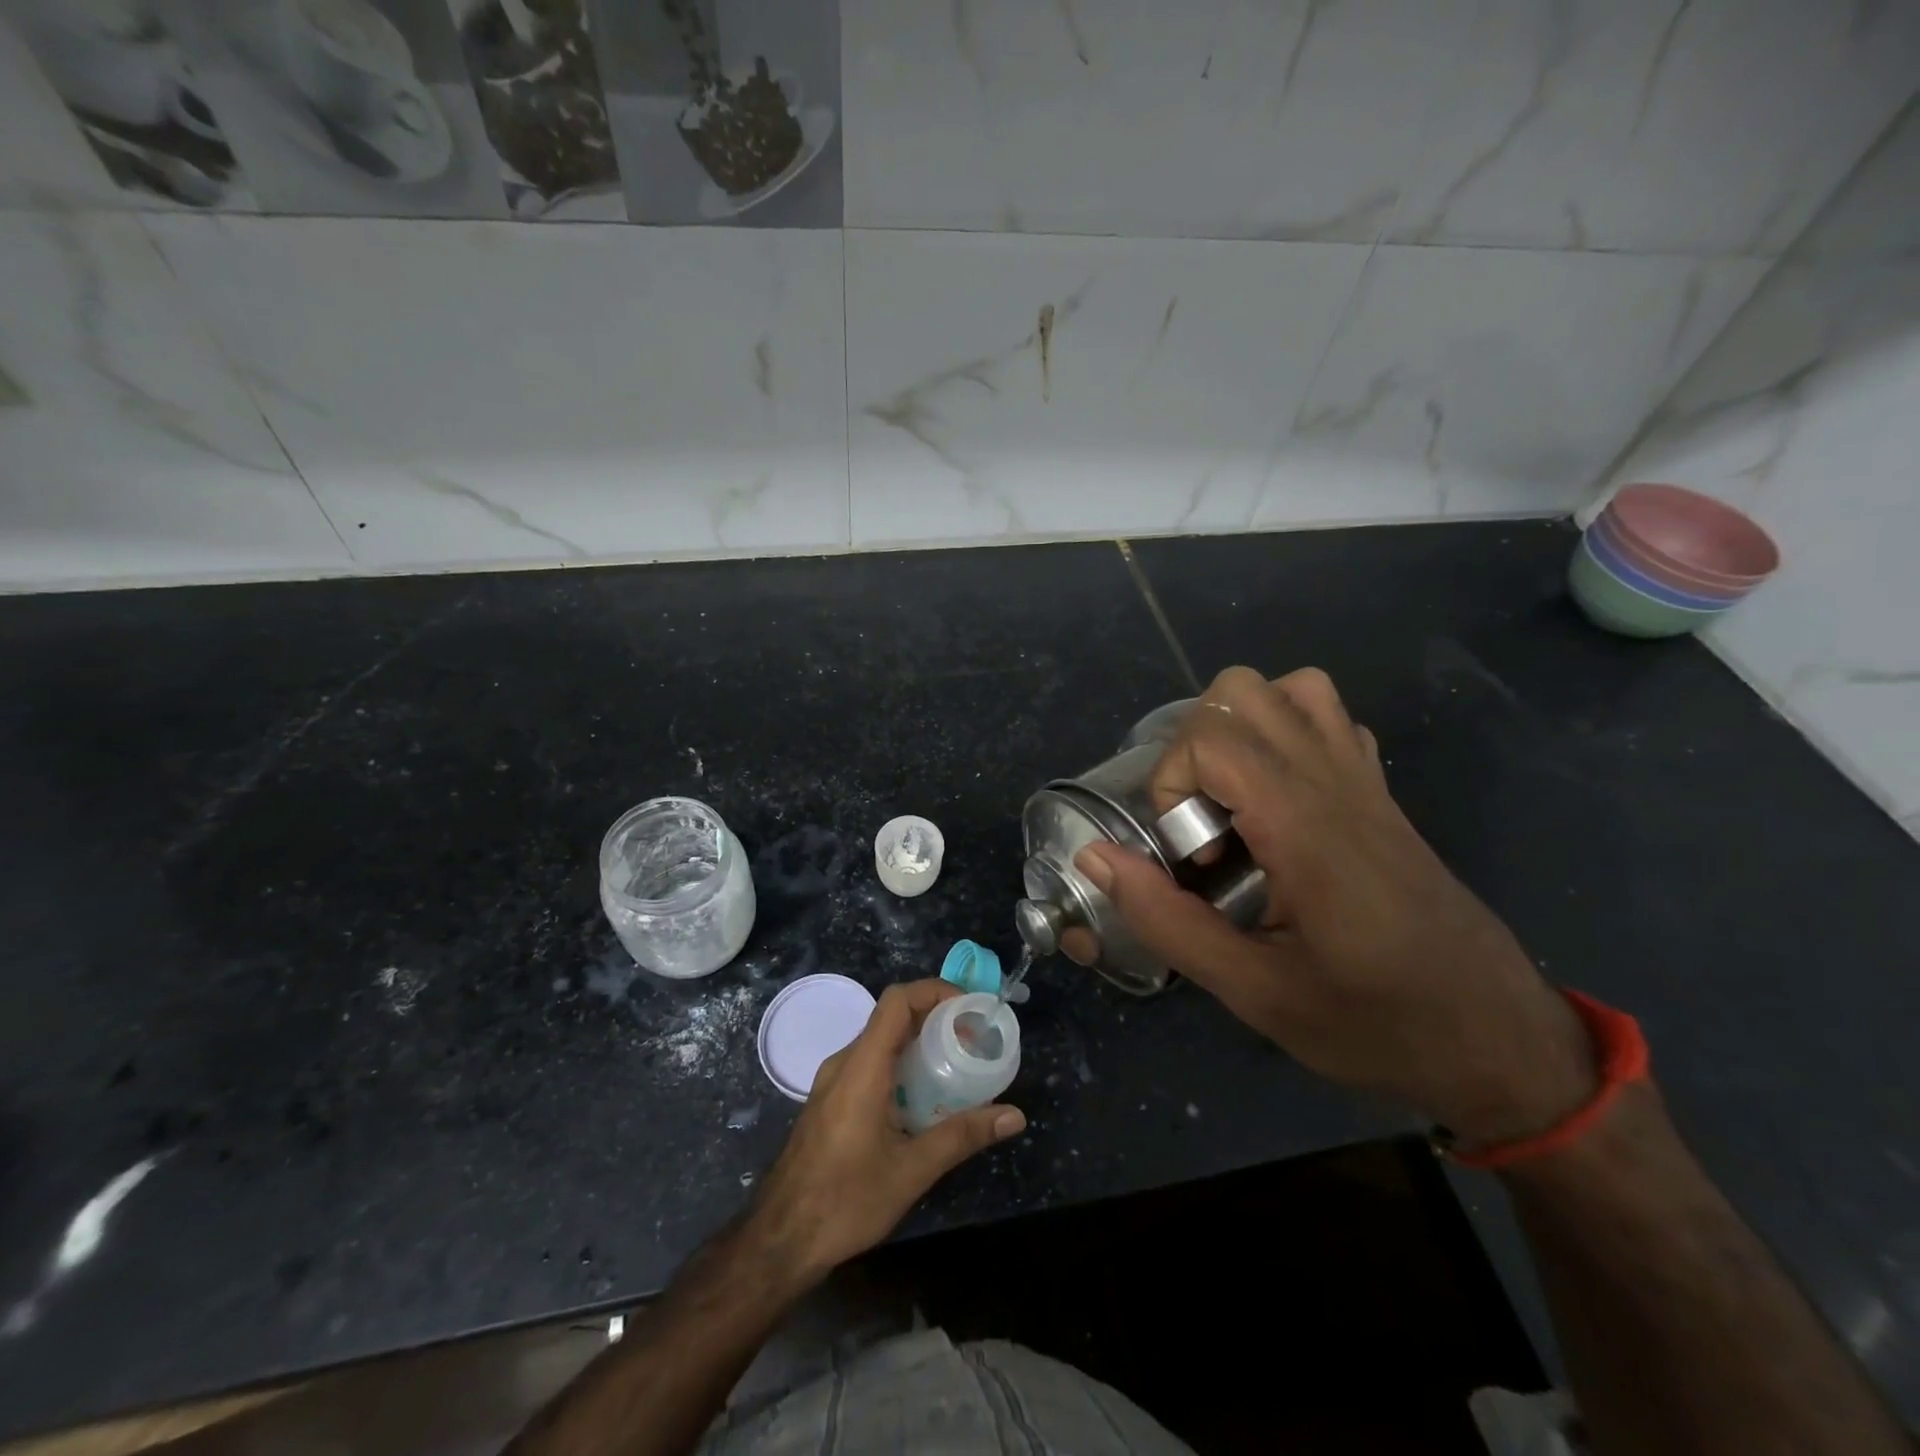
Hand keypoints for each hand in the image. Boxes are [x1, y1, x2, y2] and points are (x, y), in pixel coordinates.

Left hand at [743, 980, 1025, 1288]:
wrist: (779, 1240)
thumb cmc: (844, 1201)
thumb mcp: (911, 1171)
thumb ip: (962, 1136)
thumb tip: (1014, 1115)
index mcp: (861, 1067)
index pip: (897, 1001)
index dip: (935, 991)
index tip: (970, 1010)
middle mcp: (844, 1063)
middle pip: (892, 1017)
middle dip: (936, 1018)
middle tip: (973, 1039)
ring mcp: (833, 1081)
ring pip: (881, 1040)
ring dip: (919, 1042)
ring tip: (957, 1065)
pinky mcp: (831, 1100)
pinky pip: (870, 1063)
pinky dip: (901, 1063)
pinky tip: (925, 1098)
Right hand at [1074, 666, 1596, 1147]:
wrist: (1499, 1040)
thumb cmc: (1374, 1024)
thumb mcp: (1254, 992)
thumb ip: (1166, 920)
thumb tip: (1094, 857)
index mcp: (1303, 825)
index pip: (1212, 737)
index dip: (1171, 784)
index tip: (1186, 856)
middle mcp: (1334, 782)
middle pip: (1241, 690)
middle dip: (1195, 747)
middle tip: (1204, 823)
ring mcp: (1364, 781)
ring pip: (1291, 688)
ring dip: (1242, 728)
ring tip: (1234, 802)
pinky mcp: (1382, 794)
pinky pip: (1330, 720)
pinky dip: (1288, 735)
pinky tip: (1279, 803)